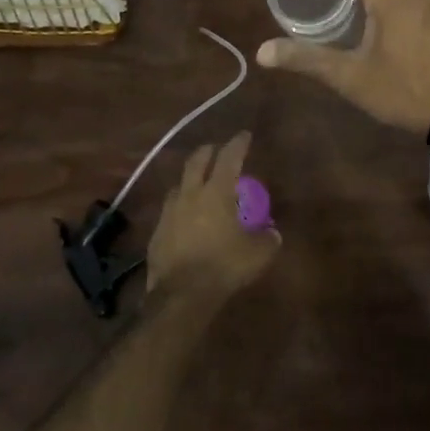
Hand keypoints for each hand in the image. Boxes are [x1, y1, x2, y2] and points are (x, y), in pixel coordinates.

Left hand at [145, 131, 277, 300]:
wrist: (181, 295)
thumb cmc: (224, 266)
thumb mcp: (257, 254)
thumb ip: (267, 239)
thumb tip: (272, 232)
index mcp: (217, 192)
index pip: (229, 157)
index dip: (238, 144)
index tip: (244, 135)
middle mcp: (191, 194)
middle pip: (197, 161)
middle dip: (208, 151)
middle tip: (217, 149)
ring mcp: (169, 212)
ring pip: (179, 184)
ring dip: (191, 179)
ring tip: (199, 184)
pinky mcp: (157, 231)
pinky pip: (170, 210)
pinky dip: (181, 207)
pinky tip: (186, 218)